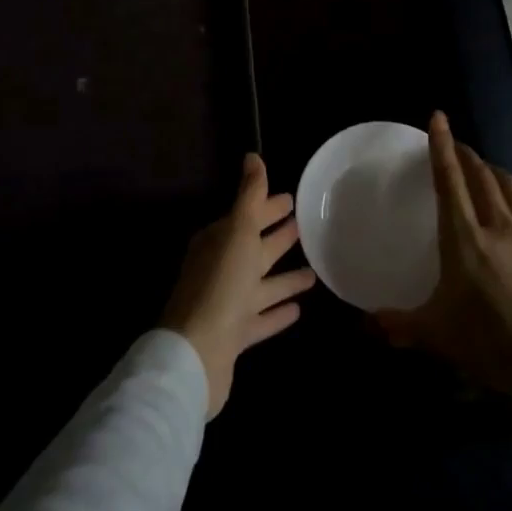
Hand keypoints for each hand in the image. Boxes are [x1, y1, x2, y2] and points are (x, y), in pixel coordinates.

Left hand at [161, 153, 317, 418]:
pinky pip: (261, 318)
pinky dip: (277, 311)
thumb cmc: (220, 284)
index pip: (246, 216)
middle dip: (276, 236)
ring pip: (261, 284)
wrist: (197, 354)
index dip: (267, 206)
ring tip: (314, 270)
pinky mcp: (235, 336)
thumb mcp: (238, 231)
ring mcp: (227, 304)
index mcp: (218, 242)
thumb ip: (249, 196)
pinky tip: (299, 309)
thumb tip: (252, 156)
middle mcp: (221, 269)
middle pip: (253, 248)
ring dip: (284, 278)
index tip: (291, 198)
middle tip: (304, 225)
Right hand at [375, 112, 511, 392]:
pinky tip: (508, 201)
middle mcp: (497, 225)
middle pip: (480, 173)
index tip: (438, 117)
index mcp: (465, 238)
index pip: (450, 179)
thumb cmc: (486, 342)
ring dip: (490, 168)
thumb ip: (398, 324)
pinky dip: (511, 190)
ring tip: (479, 168)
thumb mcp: (436, 333)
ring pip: (507, 183)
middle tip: (453, 146)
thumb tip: (366, 324)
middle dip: (465, 153)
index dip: (442, 145)